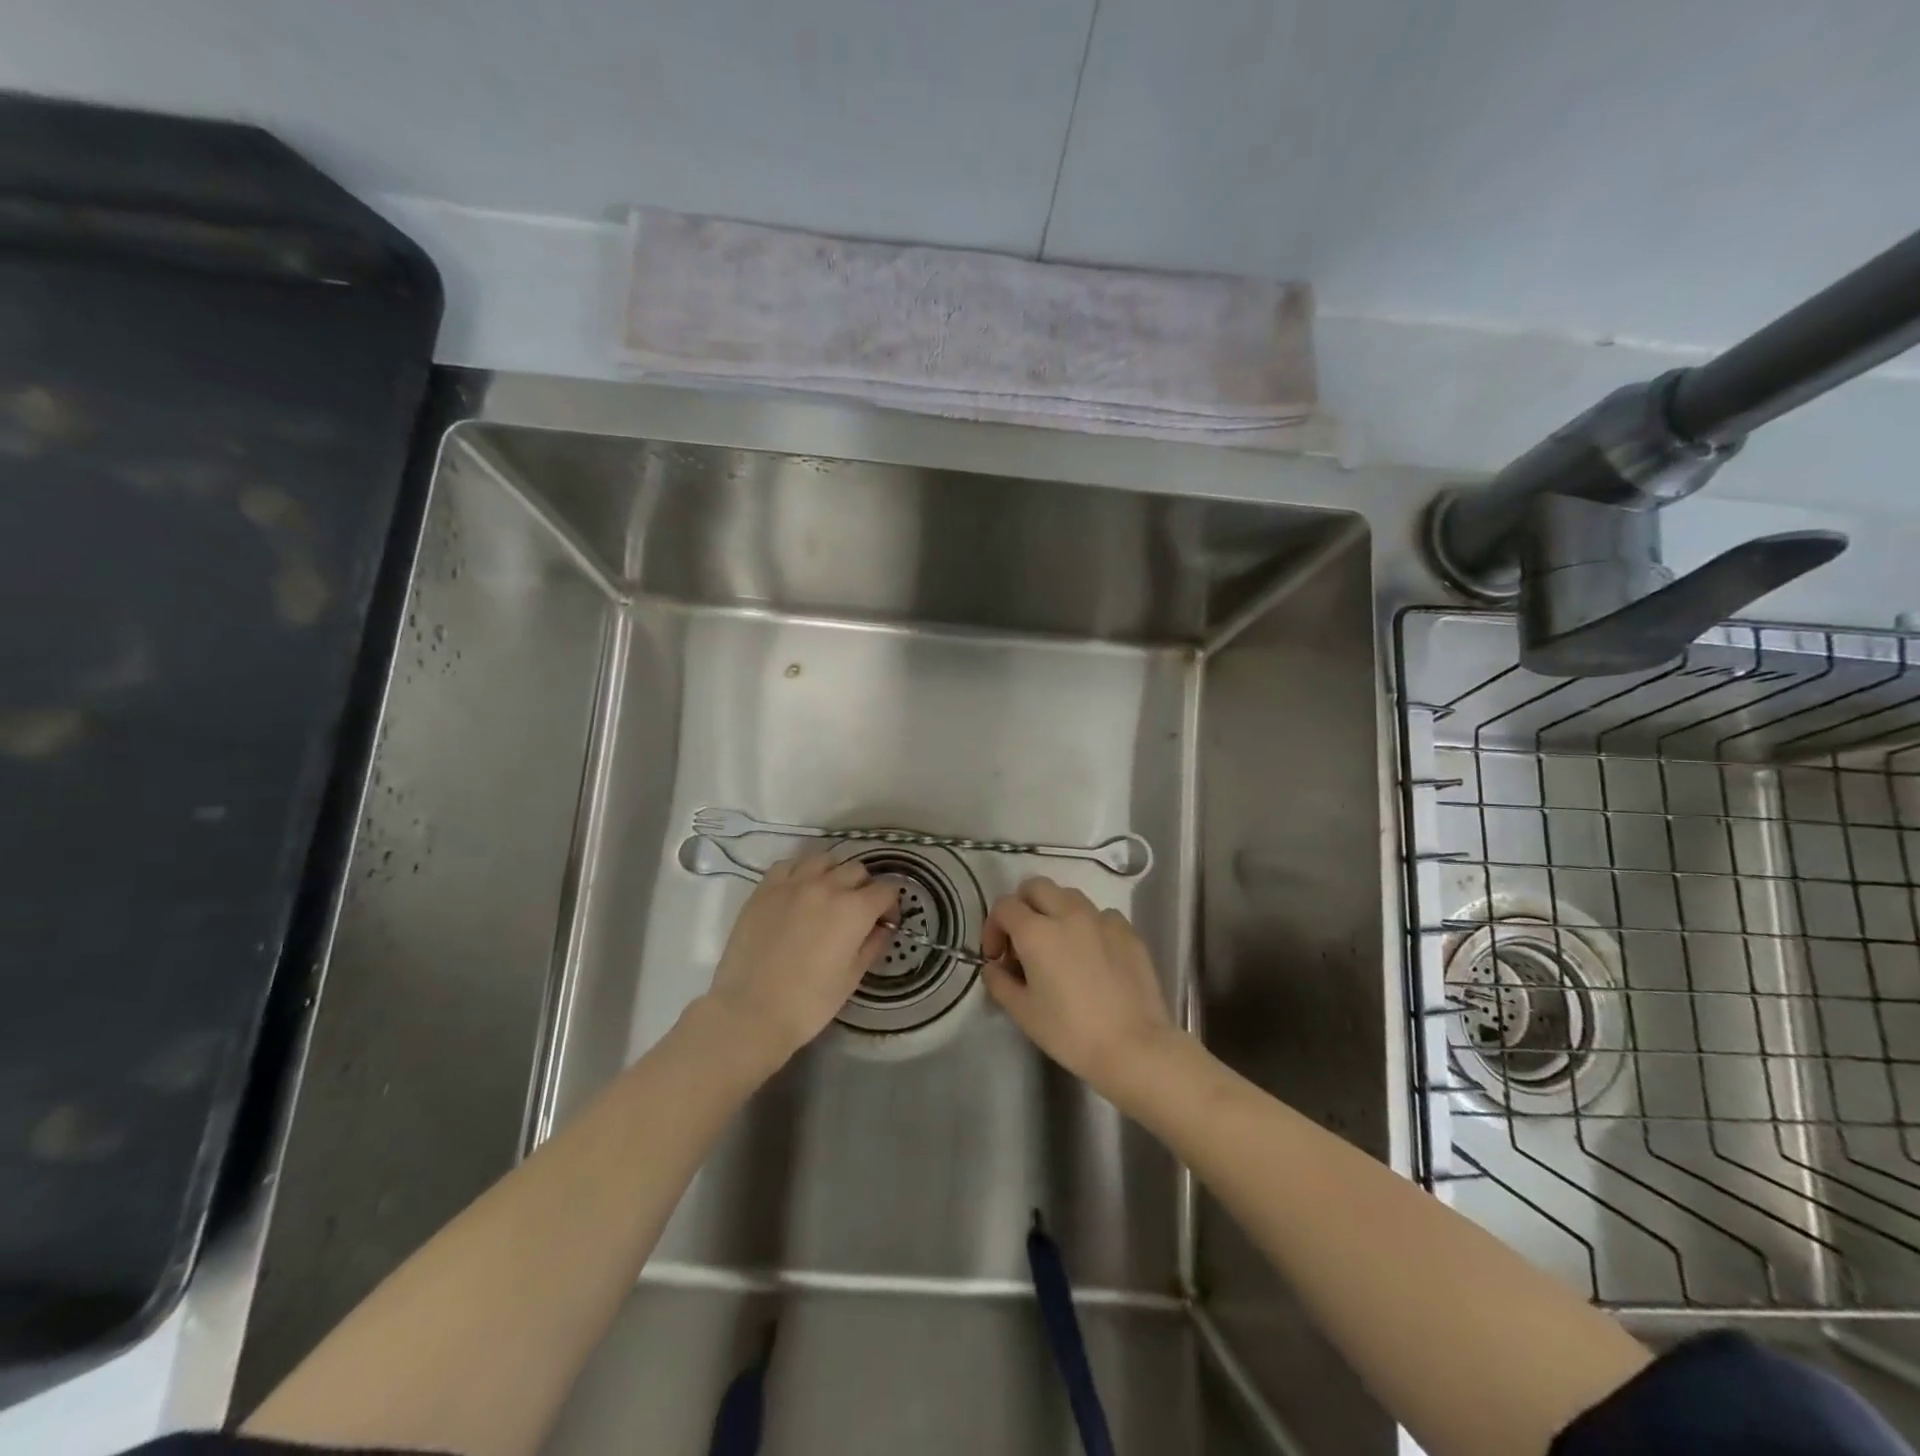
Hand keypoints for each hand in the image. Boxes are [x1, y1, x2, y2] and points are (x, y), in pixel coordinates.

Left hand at [702, 852, 899, 1066]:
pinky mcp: (765, 888)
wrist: (751, 1012)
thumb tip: (882, 928)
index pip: (887, 889)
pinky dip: (801, 872)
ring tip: (827, 895)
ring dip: (833, 873)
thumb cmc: (809, 1002)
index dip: (891, 905)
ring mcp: (793, 883)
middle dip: (864, 888)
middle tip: (857, 912)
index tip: (884, 923)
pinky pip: (790, 864)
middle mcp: (827, 886)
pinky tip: (798, 891)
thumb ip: (872, 945)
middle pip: (857, 870)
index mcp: (855, 909)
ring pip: (824, 860)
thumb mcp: (852, 977)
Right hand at [982, 877, 1174, 1093]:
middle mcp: (1068, 914)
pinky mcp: (1128, 931)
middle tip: (1022, 941)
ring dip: (1055, 911)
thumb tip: (994, 967)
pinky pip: (1100, 915)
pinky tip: (1092, 955)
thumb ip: (999, 983)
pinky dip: (1088, 926)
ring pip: (1069, 896)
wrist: (1135, 1047)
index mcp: (1036, 932)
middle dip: (1022, 906)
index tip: (997, 957)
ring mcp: (1102, 919)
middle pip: (1036, 886)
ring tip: (1058, 946)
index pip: (1004, 906)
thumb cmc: (1071, 1032)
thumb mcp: (1023, 1013)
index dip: (993, 927)